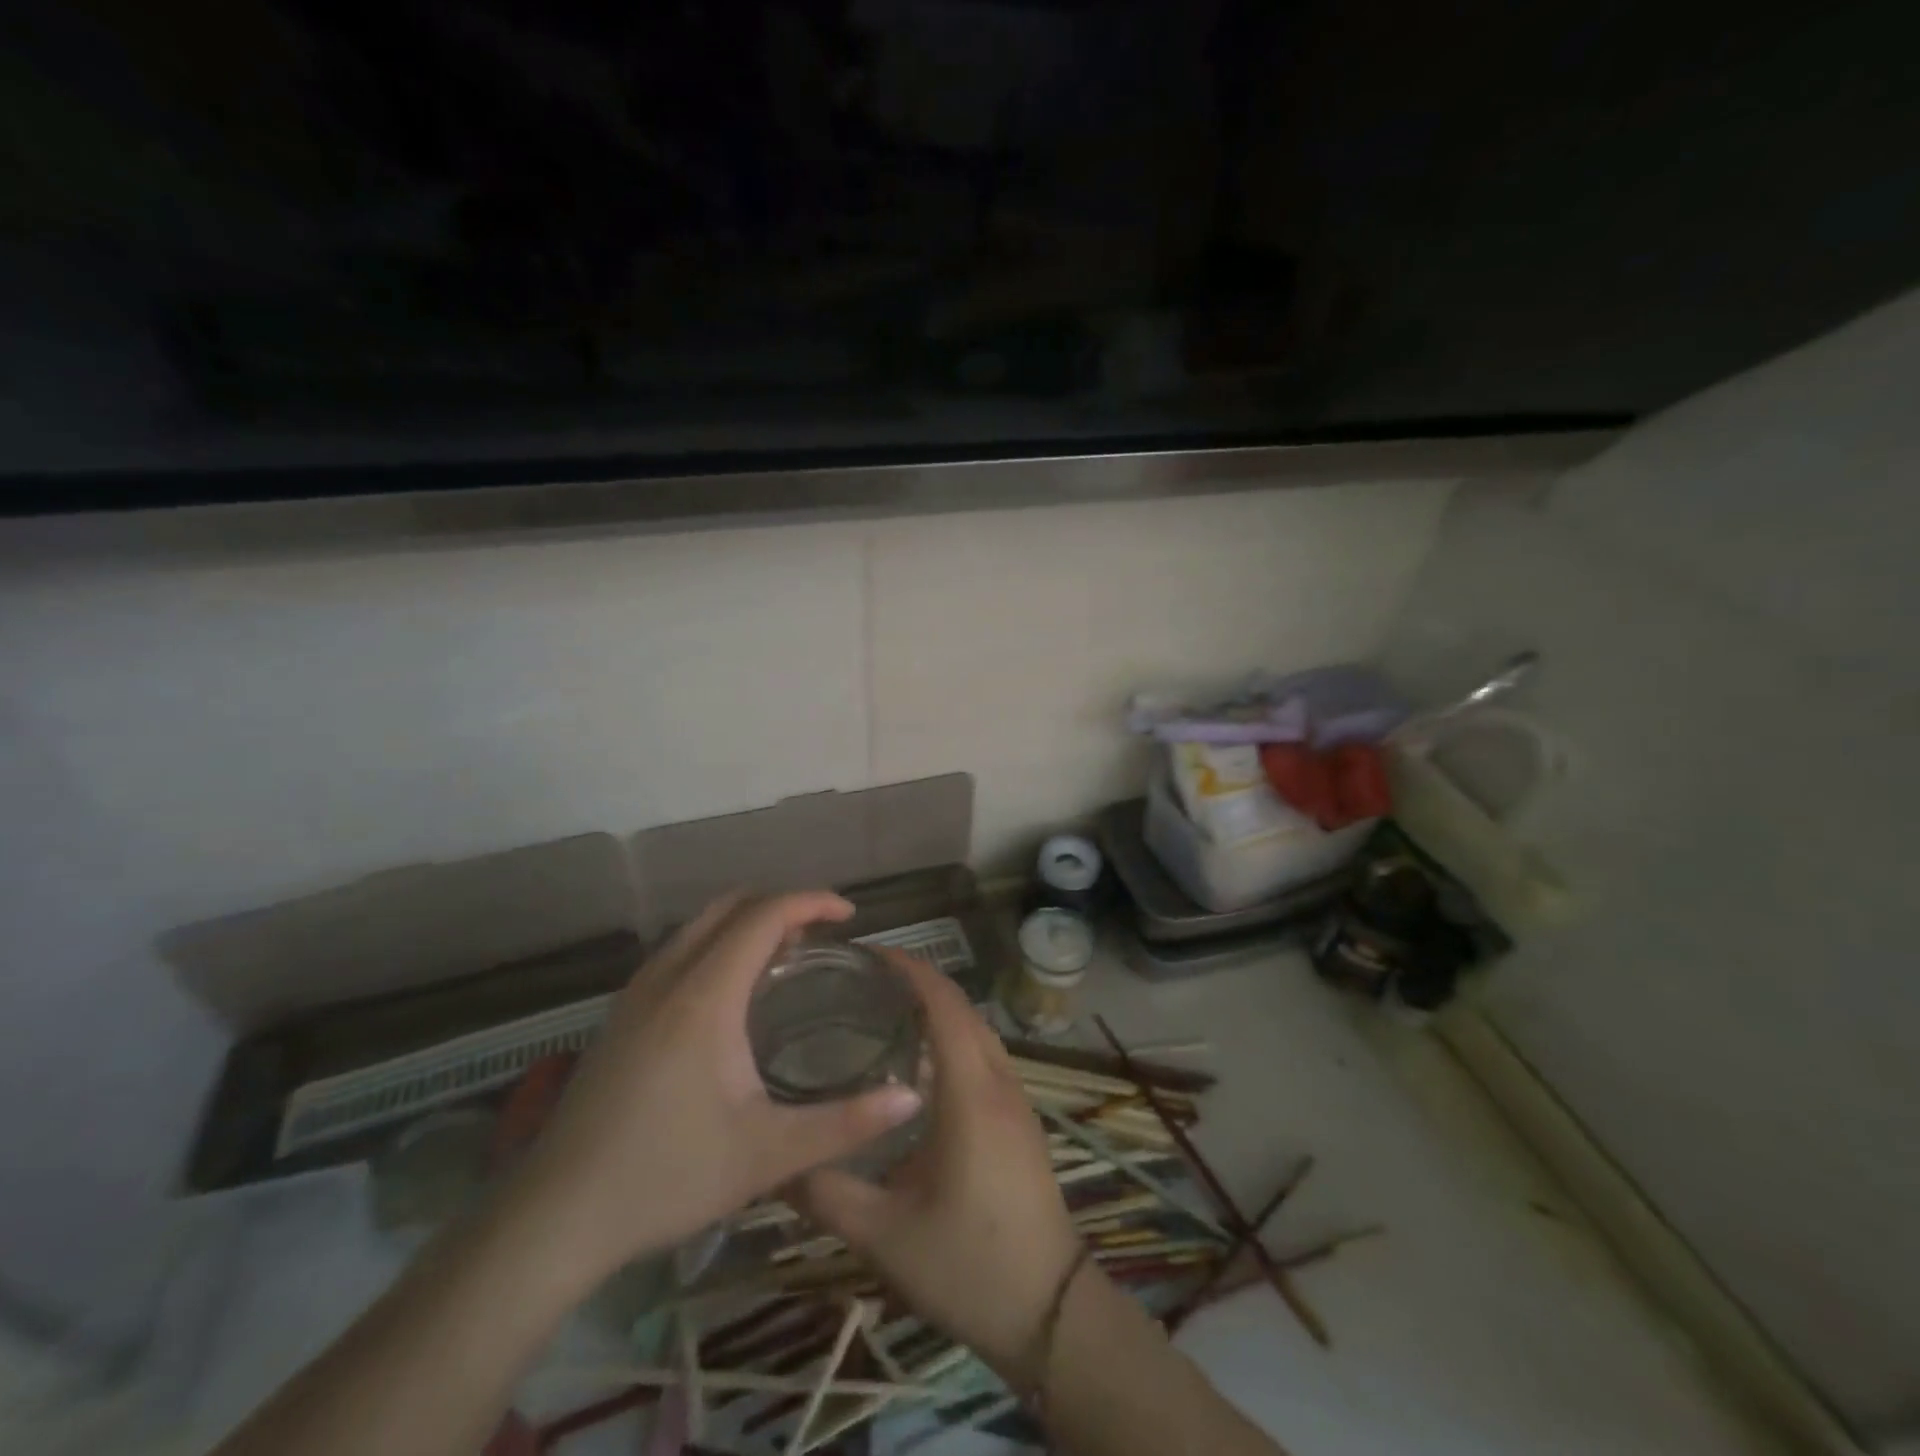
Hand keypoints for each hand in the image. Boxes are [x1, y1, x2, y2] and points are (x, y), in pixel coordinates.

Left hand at [505, 892, 923, 1292]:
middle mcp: (668, 978)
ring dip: (746, 923)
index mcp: (705, 996)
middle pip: (730, 906)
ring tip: (785, 957)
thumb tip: (912, 1097)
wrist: (552, 1221)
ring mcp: (636, 994)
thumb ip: (846, 1124)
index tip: (849, 916)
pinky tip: (731, 995)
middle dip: (781, 905)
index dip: (811, 902)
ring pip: (698, 925)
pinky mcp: (619, 1016)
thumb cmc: (666, 1178)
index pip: (764, 915)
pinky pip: (678, 950)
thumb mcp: (768, 1155)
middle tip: (821, 935)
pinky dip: (716, 943)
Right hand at [795, 955, 1081, 1384]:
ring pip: (977, 1030)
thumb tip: (774, 1163)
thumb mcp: (884, 1235)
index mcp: (970, 1093)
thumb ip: (827, 1193)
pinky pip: (985, 1055)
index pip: (944, 1004)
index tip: (869, 954)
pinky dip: (954, 1037)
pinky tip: (919, 1065)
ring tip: (884, 1011)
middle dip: (919, 981)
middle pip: (962, 1008)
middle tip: (864, 980)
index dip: (910, 970)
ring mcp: (1017, 1099)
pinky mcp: (1020, 1118)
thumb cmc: (968, 1266)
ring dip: (939, 1008)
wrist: (1051, 1312)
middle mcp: (999, 1081)